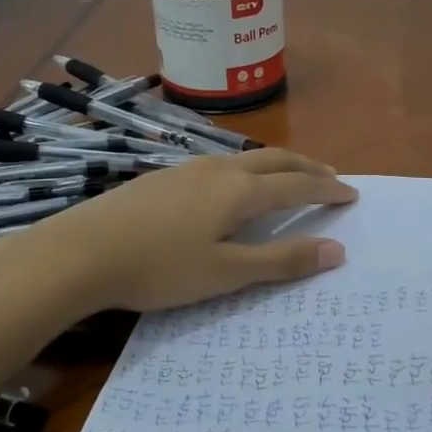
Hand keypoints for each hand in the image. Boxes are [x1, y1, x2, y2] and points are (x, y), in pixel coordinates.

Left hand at [19, 149, 357, 313]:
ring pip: (245, 159)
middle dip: (307, 167)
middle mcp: (218, 170)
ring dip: (276, 166)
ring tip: (288, 178)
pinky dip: (246, 172)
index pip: (297, 185)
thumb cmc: (159, 267)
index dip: (327, 190)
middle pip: (275, 159)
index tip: (352, 194)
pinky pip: (220, 166)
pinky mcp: (162, 178)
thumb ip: (281, 260)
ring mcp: (186, 170)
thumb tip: (336, 250)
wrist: (80, 252)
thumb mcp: (226, 273)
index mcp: (239, 191)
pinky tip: (232, 187)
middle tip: (331, 177)